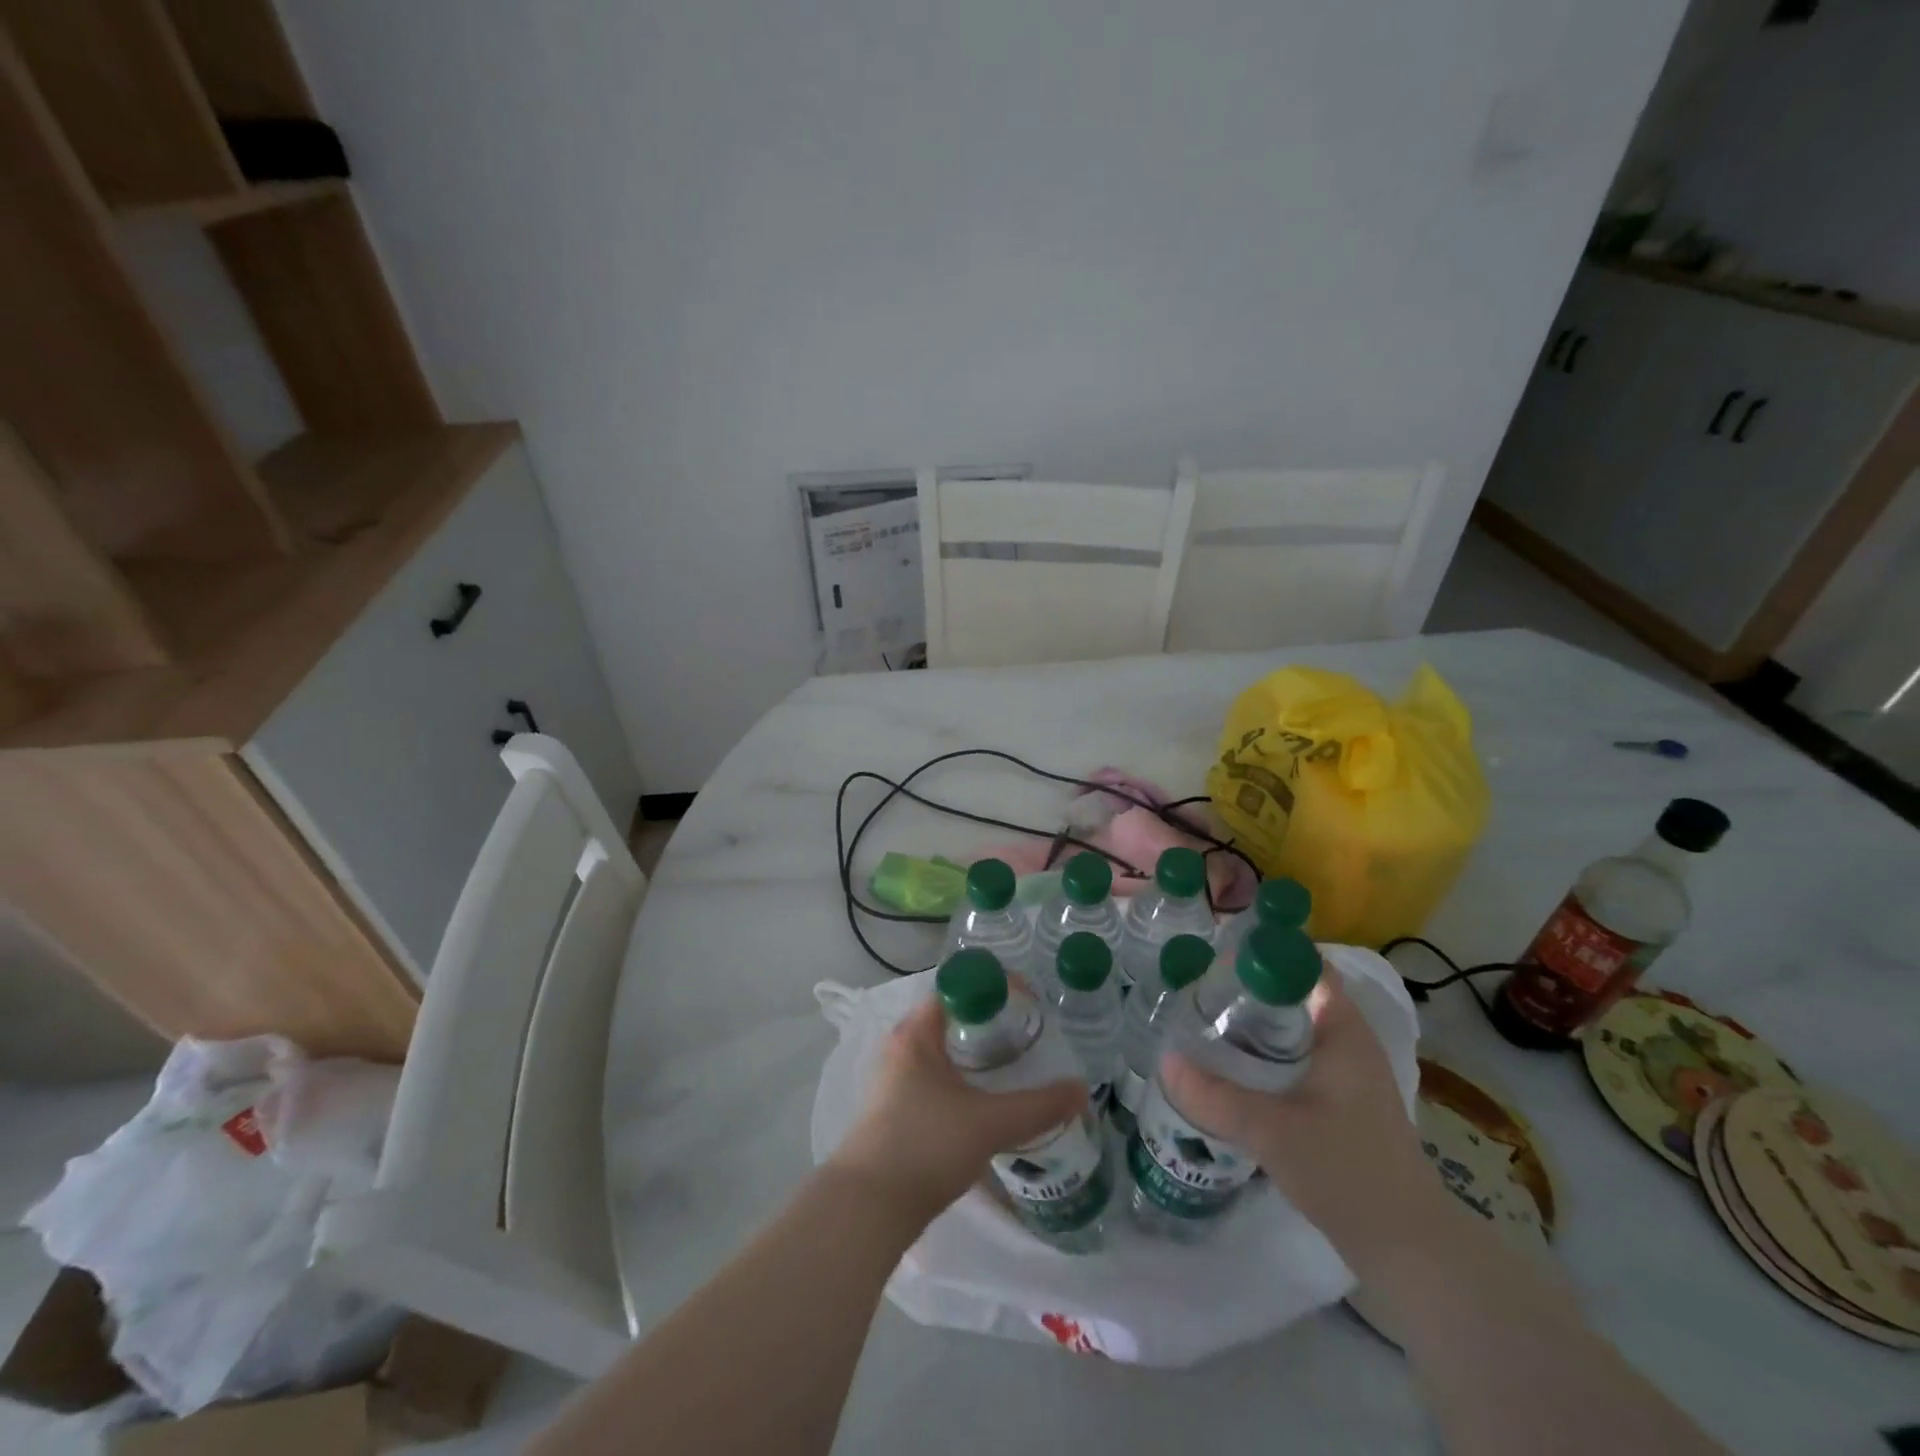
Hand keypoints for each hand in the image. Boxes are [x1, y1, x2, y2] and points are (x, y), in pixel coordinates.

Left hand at [829, 998, 1086, 1224]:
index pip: (956, 989)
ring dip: (976, 1055)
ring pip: (944, 1053)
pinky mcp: (897, 1112)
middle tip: (1028, 1031)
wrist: (870, 1208)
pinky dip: (964, 1080)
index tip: (1027, 1000)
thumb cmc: (926, 1145)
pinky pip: (937, 1079)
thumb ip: (1037, 1107)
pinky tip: (988, 1100)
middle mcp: (902, 1048)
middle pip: (951, 1020)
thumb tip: (1081, 1091)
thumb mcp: (989, 1123)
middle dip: (990, 1022)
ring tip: (1016, 1063)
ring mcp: (896, 1081)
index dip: (992, 988)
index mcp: (916, 1034)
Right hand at [1160, 973, 1440, 1264]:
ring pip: (1293, 1031)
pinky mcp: (1340, 1105)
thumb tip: (1165, 1061)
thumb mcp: (1272, 1131)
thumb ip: (1216, 1097)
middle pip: (1295, 996)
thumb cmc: (1348, 1171)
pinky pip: (1296, 1060)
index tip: (1218, 954)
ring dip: (1254, 1025)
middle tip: (1199, 988)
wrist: (1407, 1248)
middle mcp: (1348, 1044)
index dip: (1265, 952)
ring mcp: (1347, 1076)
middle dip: (1248, 989)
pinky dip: (1265, 1055)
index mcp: (1343, 1032)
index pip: (1306, 966)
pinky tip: (1232, 1069)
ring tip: (1205, 1022)